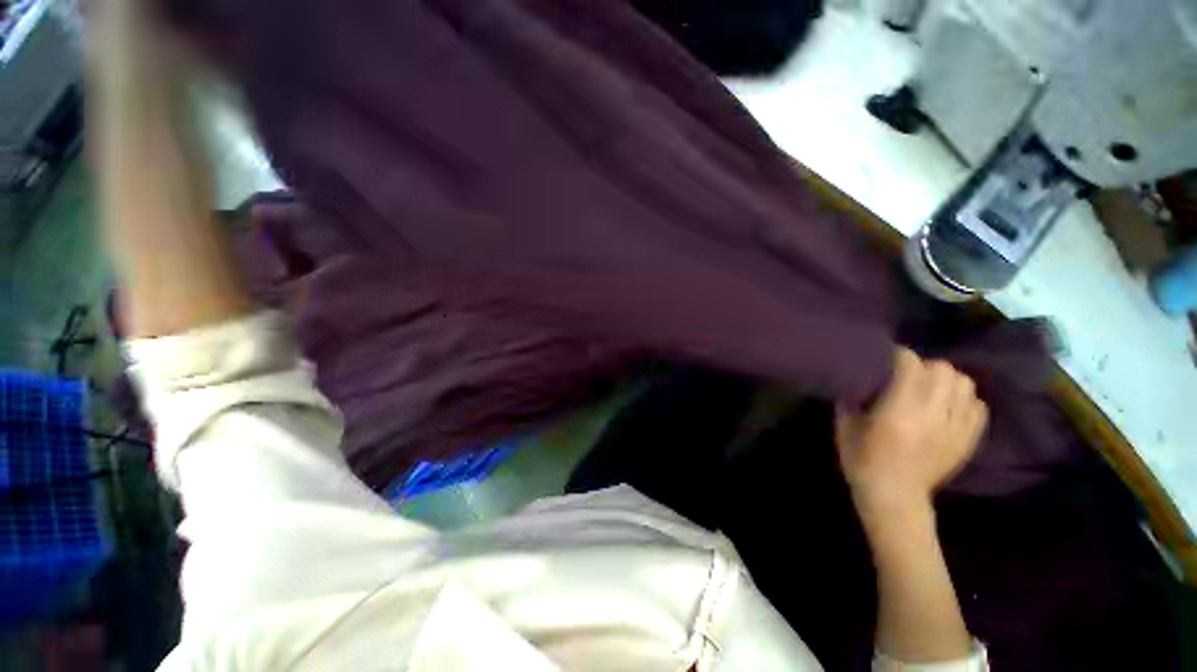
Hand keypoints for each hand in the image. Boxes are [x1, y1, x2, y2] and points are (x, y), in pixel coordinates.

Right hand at [835, 347, 987, 516]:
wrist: (896, 497)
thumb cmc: (863, 461)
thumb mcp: (845, 428)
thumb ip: (850, 401)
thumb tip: (856, 383)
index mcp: (898, 410)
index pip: (910, 366)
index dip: (899, 356)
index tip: (887, 357)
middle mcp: (932, 414)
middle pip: (943, 370)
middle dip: (925, 365)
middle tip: (909, 374)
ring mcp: (955, 427)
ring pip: (965, 385)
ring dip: (947, 381)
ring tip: (932, 389)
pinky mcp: (968, 440)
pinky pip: (978, 407)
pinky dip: (965, 401)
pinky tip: (948, 407)